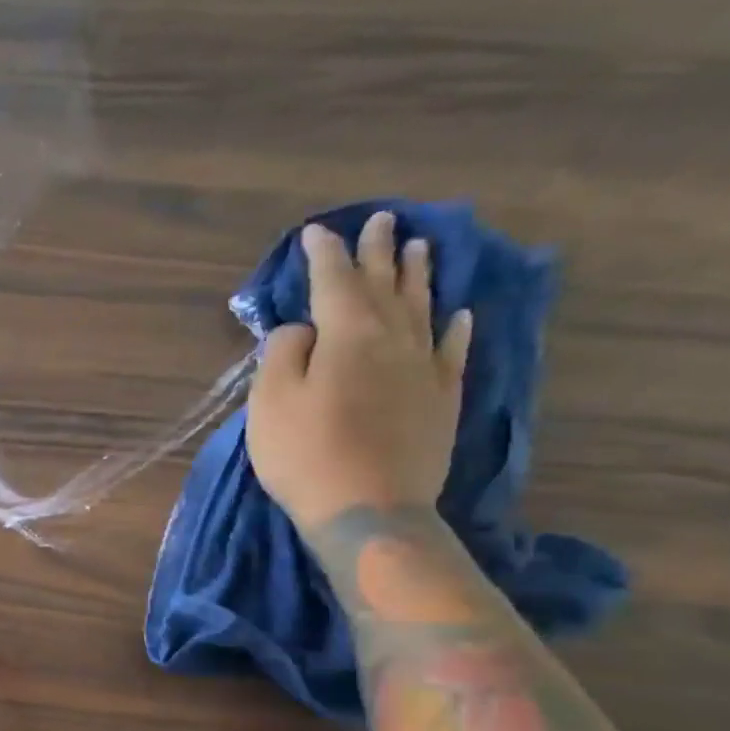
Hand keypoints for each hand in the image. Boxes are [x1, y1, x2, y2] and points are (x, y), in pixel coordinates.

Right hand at [245, 211, 472, 531]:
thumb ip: (282, 354)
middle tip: (380, 221)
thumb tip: (302, 328)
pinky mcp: (440, 399)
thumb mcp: (270, 402)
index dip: (324, 255)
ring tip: (419, 247)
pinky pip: (452, 351)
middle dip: (377, 252)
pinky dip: (454, 329)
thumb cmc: (306, 455)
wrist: (369, 509)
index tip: (315, 232)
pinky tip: (459, 314)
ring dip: (418, 276)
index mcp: (347, 335)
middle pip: (385, 285)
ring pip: (422, 309)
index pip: (334, 282)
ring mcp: (423, 369)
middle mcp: (393, 339)